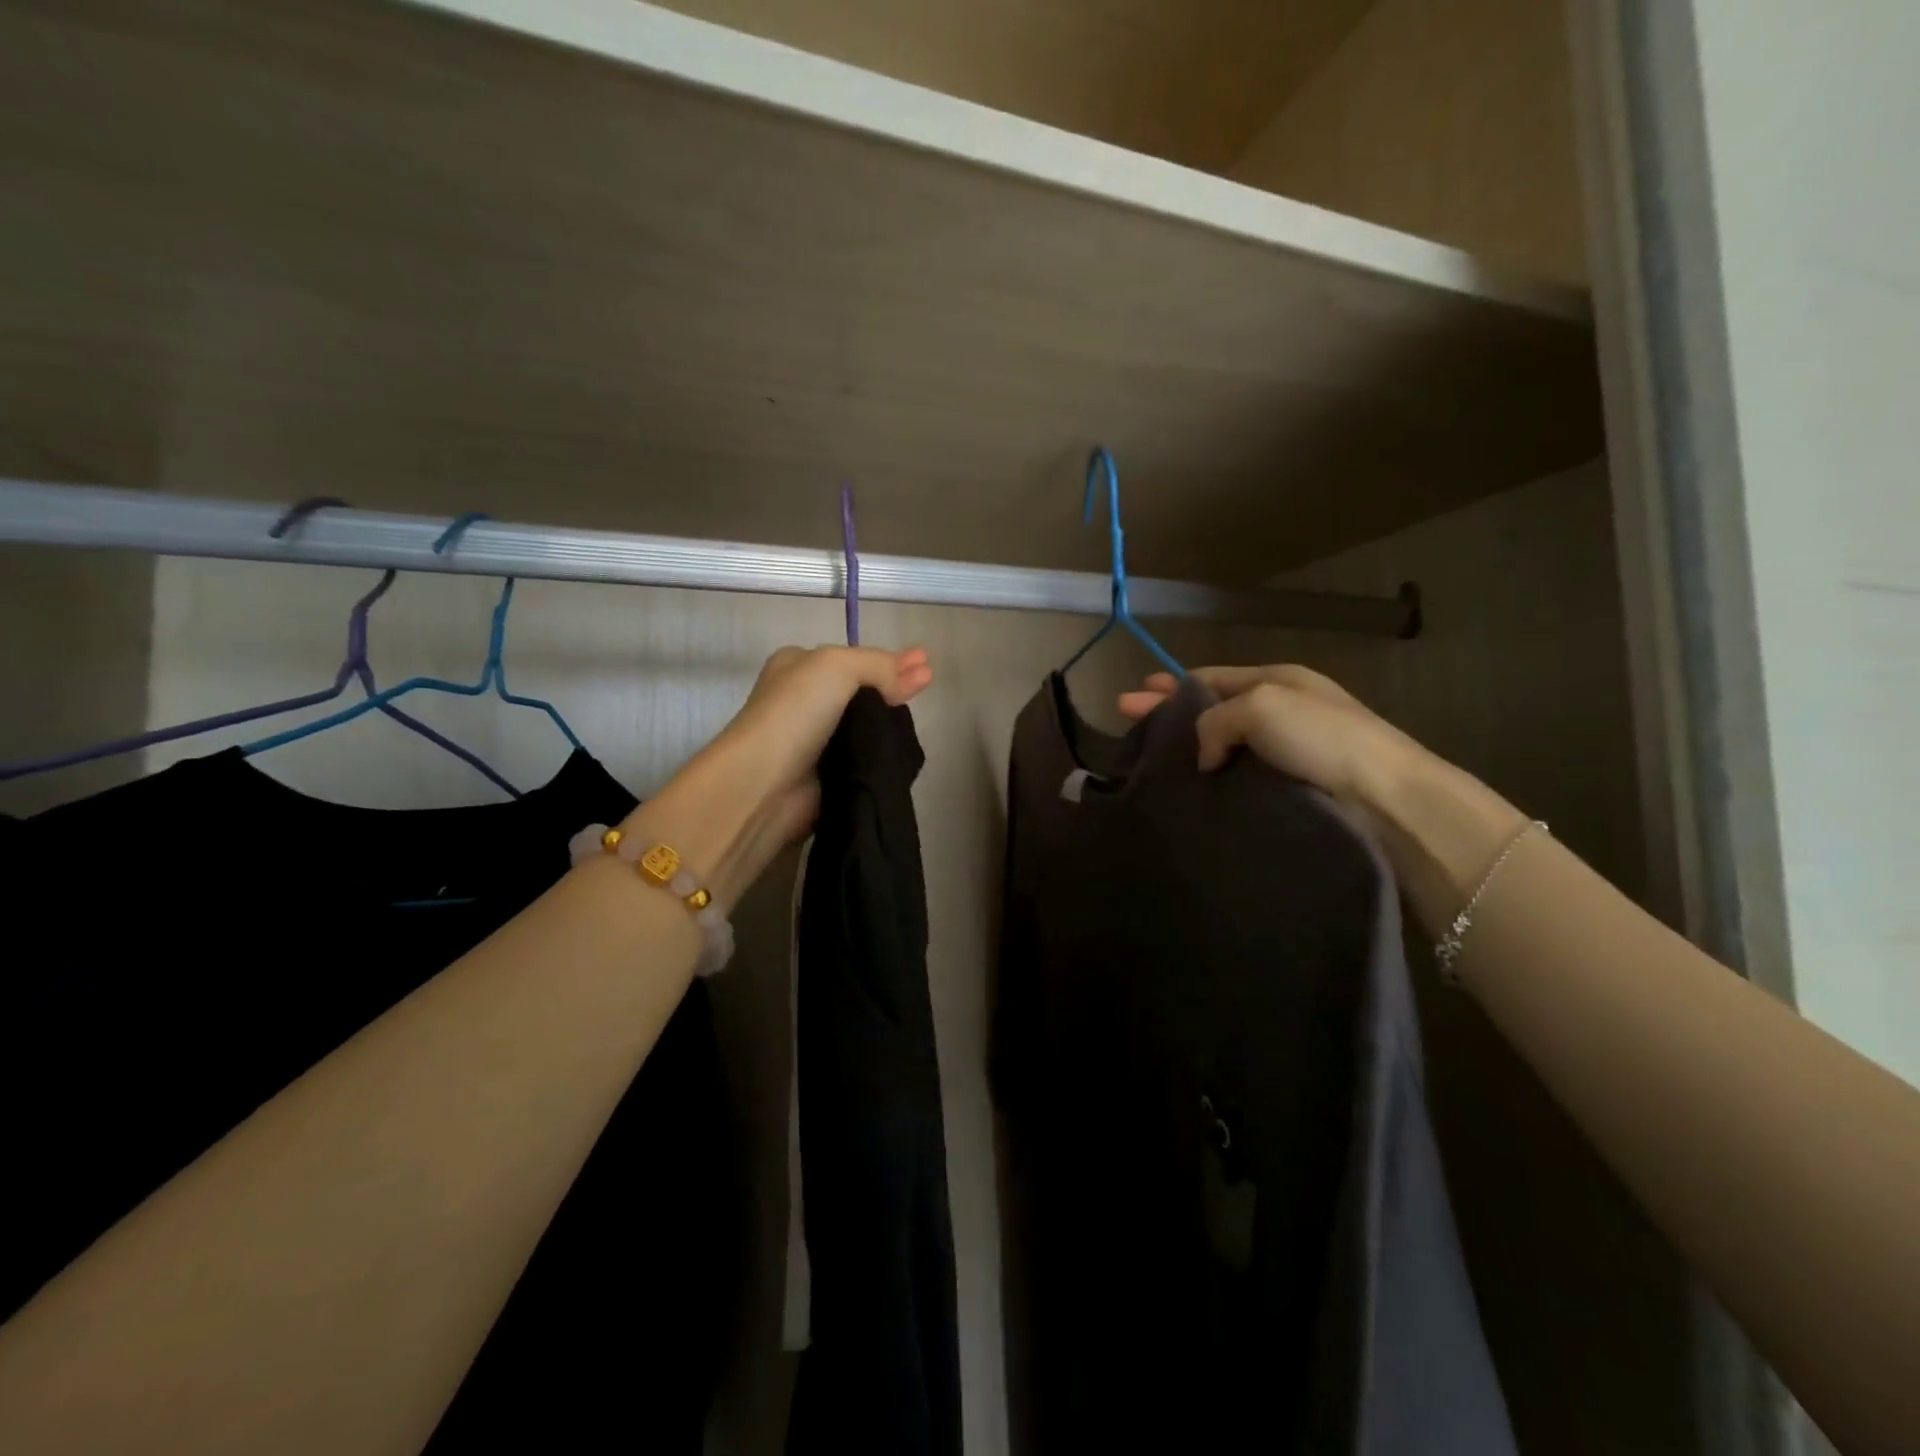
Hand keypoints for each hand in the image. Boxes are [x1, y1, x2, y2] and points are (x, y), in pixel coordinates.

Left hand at [623, 646, 932, 905]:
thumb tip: (918, 674)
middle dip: (895, 686)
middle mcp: (804, 700)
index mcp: (798, 666)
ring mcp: (815, 740)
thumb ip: (880, 665)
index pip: (852, 659)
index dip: (887, 660)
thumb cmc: (794, 712)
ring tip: (922, 715)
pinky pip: (865, 757)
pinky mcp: (827, 774)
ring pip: (865, 725)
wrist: (765, 785)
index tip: (924, 663)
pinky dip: (884, 753)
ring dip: (892, 722)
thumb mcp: (837, 666)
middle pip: (861, 690)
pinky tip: (907, 747)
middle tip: (930, 682)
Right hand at [1117, 664, 1418, 803]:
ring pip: (1221, 744)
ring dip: (1187, 748)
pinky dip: (1210, 777)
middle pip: (1210, 708)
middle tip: (1127, 719)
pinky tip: (1188, 787)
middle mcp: (1279, 710)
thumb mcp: (1260, 706)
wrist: (1385, 797)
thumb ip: (1216, 720)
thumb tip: (1206, 756)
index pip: (1211, 677)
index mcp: (1276, 679)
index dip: (1171, 685)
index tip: (1136, 694)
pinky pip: (1237, 775)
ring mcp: (1286, 750)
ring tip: (1150, 760)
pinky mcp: (1290, 786)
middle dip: (1168, 712)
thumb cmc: (1322, 737)